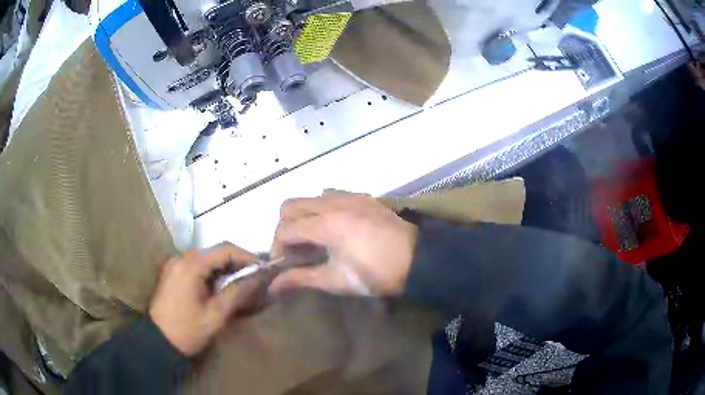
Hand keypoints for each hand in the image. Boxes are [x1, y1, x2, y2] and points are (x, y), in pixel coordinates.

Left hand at [149, 244, 264, 356]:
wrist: (158, 342)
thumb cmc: (188, 331)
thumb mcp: (216, 315)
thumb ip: (237, 293)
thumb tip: (259, 277)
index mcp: (191, 266)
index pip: (224, 249)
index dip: (247, 256)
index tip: (263, 269)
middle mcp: (181, 258)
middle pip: (215, 252)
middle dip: (237, 263)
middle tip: (254, 279)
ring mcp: (174, 264)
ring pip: (206, 259)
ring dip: (224, 269)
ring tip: (240, 285)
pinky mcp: (172, 273)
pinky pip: (196, 266)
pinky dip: (211, 273)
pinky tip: (219, 288)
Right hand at [269, 194, 417, 296]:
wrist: (418, 259)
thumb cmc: (376, 274)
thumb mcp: (337, 280)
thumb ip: (301, 279)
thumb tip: (273, 286)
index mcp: (325, 224)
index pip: (285, 229)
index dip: (277, 248)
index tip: (283, 265)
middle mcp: (332, 203)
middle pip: (290, 206)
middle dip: (285, 227)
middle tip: (295, 250)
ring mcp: (349, 196)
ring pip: (310, 198)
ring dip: (303, 216)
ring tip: (314, 239)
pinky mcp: (362, 196)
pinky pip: (331, 195)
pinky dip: (322, 208)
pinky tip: (335, 228)